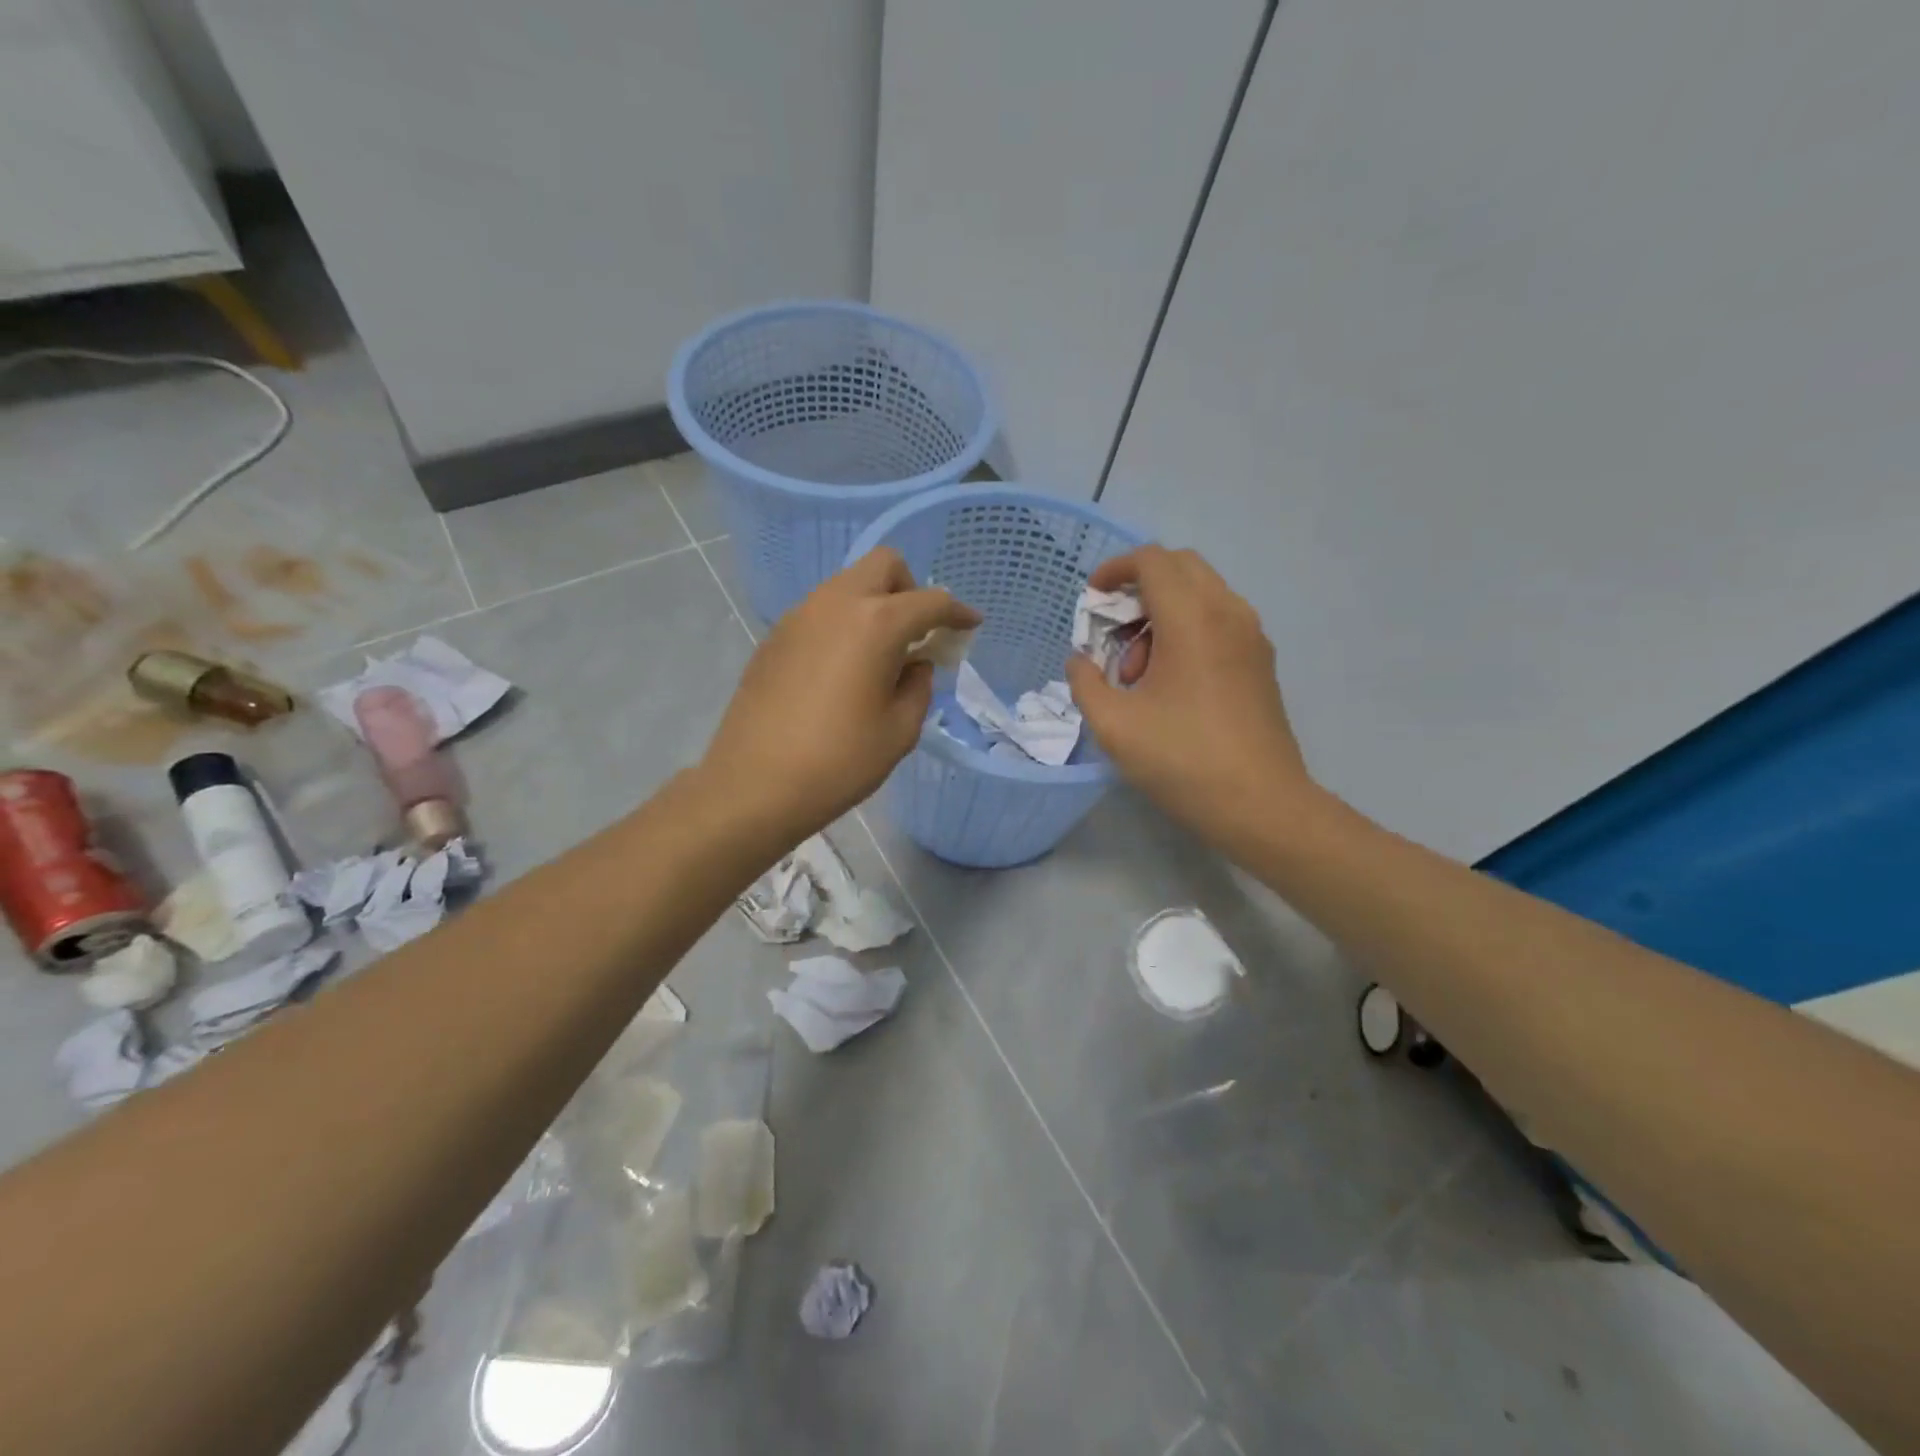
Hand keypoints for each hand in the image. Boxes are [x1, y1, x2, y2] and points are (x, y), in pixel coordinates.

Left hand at [701, 548, 979, 840]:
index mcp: (876, 623)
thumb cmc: (839, 762)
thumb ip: (918, 687)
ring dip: (874, 605)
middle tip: (918, 634)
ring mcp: (799, 616)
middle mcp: (835, 604)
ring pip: (848, 585)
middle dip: (911, 590)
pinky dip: (844, 625)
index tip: (971, 625)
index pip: (930, 601)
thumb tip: (914, 665)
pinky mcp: (775, 637)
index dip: (958, 612)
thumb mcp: (900, 730)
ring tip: (880, 656)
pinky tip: (842, 670)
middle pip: (883, 566)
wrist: (755, 785)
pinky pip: (821, 612)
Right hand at [1066, 546, 1314, 849]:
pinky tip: (1169, 683)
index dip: (1114, 570)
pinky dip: (1186, 630)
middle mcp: (1228, 613)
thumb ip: (1086, 683)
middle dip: (1138, 590)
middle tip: (1113, 635)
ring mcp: (1251, 637)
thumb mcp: (1114, 726)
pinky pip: (1218, 620)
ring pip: (1201, 594)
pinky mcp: (1260, 661)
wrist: (1261, 805)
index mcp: (1192, 620)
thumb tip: (1080, 660)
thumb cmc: (1183, 761)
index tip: (1091, 600)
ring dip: (1161, 614)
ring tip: (1138, 673)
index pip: (1152, 560)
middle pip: (1180, 567)